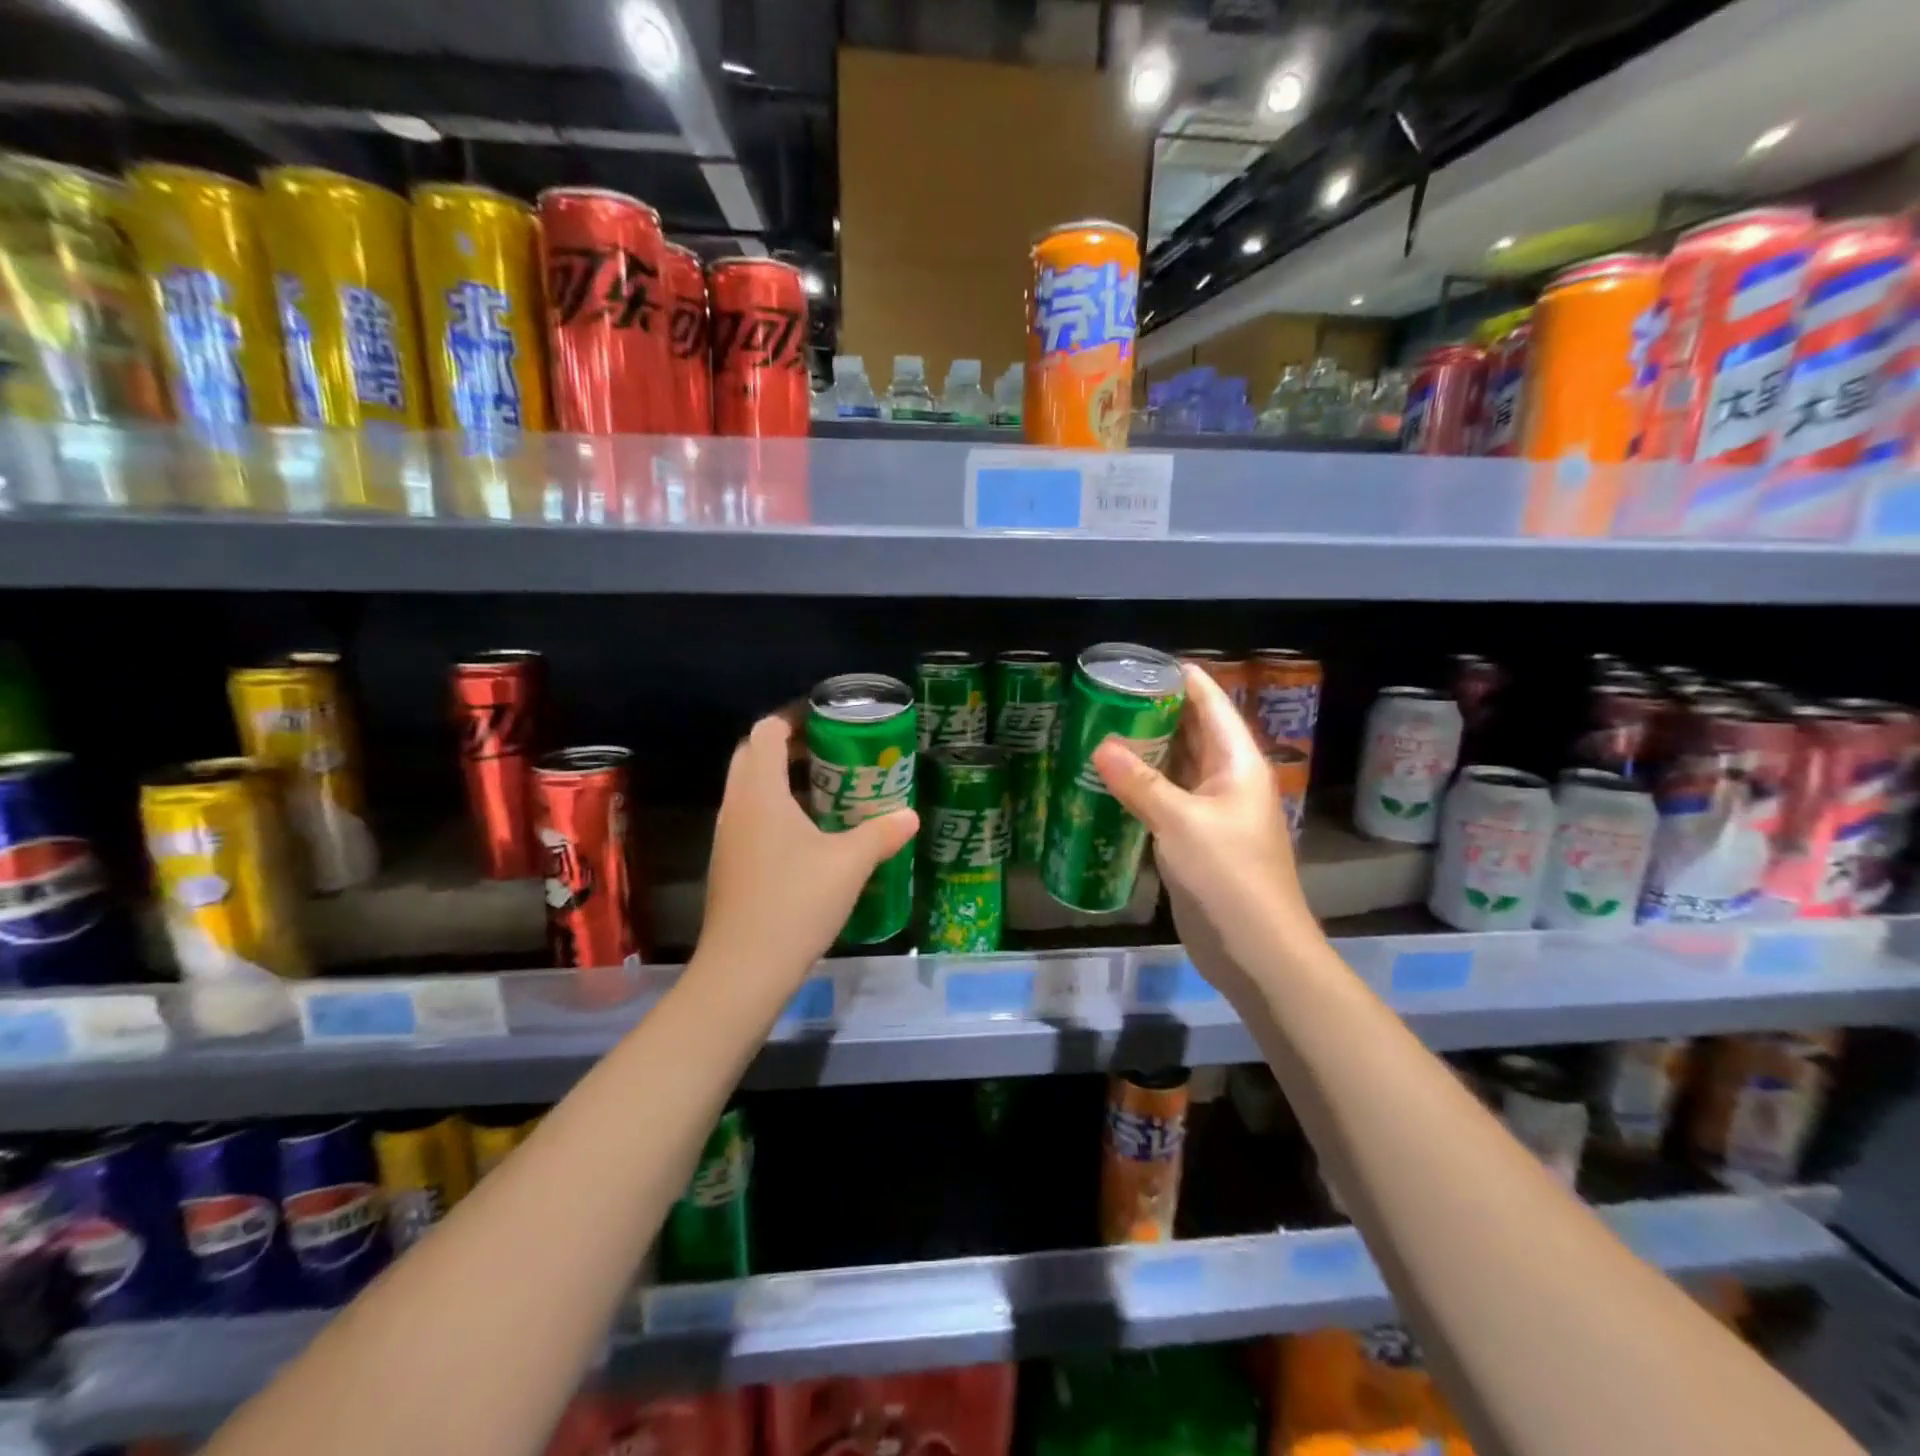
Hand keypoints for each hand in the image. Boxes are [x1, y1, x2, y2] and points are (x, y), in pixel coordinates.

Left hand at [695, 712, 919, 991]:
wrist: (744, 970)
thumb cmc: (795, 903)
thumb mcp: (849, 865)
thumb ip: (881, 834)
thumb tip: (910, 815)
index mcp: (759, 793)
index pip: (766, 732)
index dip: (794, 718)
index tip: (828, 720)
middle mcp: (736, 806)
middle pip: (753, 756)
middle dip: (788, 746)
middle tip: (832, 752)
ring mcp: (727, 837)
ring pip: (750, 789)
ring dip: (782, 779)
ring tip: (828, 788)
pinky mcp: (729, 864)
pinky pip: (751, 818)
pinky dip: (777, 810)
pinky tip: (811, 835)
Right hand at [1092, 665, 1312, 1003]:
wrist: (1256, 951)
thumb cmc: (1229, 876)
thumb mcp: (1181, 823)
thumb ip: (1140, 783)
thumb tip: (1100, 744)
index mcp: (1238, 764)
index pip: (1212, 704)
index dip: (1182, 679)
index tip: (1141, 662)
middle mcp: (1227, 780)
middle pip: (1193, 732)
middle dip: (1155, 712)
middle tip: (1106, 695)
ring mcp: (1211, 812)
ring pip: (1176, 767)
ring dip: (1145, 750)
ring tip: (1100, 728)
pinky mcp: (1195, 841)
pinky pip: (1166, 801)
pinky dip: (1141, 788)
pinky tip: (1108, 782)